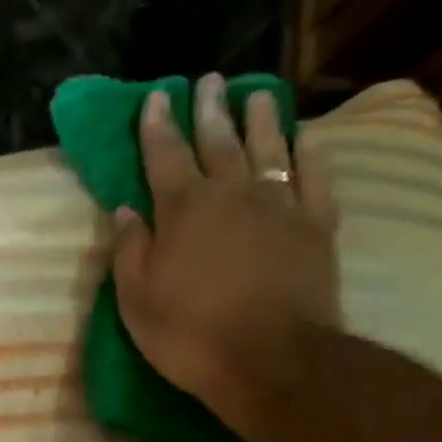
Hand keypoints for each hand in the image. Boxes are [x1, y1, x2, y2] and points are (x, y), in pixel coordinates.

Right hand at [110, 73, 339, 435]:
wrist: (272, 360)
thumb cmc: (190, 334)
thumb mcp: (137, 300)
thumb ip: (130, 250)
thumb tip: (125, 210)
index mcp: (183, 209)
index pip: (164, 155)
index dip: (157, 125)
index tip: (156, 97)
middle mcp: (232, 194)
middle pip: (218, 141)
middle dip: (209, 110)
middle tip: (209, 81)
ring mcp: (280, 205)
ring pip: (269, 148)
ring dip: (260, 119)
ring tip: (256, 94)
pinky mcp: (316, 226)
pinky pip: (315, 177)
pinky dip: (310, 153)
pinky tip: (305, 137)